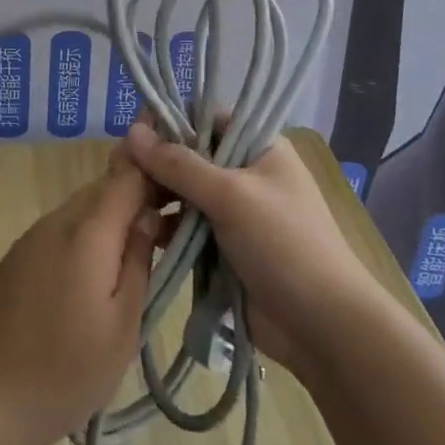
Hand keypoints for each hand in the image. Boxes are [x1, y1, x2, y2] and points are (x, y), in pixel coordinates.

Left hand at [0, 149, 160, 444]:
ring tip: (138, 254)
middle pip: (103, 189)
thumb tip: (148, 217)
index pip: (127, 177)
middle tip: (169, 230)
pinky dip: (86, 237)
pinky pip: (61, 230)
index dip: (157, 177)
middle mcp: (56, 221)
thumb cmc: (66, 370)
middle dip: (136, 198)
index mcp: (87, 232)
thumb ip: (138, 262)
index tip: (183, 195)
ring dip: (111, 219)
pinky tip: (96, 274)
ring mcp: (32, 237)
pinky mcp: (17, 257)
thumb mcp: (123, 324)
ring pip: (81, 209)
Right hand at [123, 123, 375, 377]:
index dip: (171, 121)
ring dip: (157, 196)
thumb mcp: (231, 195)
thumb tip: (131, 132)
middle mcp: (244, 172)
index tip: (134, 133)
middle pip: (190, 155)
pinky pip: (185, 226)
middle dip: (157, 163)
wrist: (323, 326)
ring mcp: (233, 212)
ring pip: (183, 192)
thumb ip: (179, 164)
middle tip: (121, 172)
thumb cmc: (283, 244)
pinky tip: (142, 231)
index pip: (206, 118)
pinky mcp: (222, 247)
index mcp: (258, 147)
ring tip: (128, 204)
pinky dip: (165, 227)